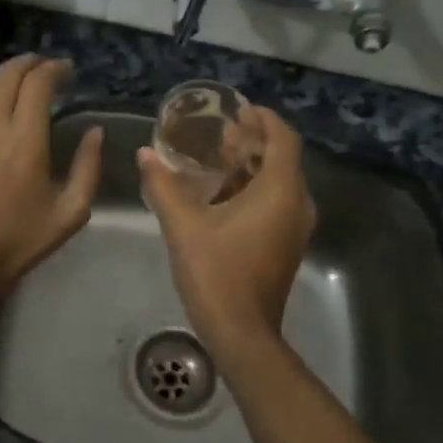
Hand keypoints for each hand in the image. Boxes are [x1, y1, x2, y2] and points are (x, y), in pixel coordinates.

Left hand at [0, 55, 101, 298]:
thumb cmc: (22, 238)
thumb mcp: (71, 211)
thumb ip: (87, 166)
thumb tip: (95, 132)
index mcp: (26, 138)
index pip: (38, 82)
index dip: (55, 68)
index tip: (68, 70)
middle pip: (7, 74)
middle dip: (30, 63)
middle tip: (48, 68)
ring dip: (6, 75)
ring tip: (23, 81)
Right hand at [138, 106, 315, 356]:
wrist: (241, 333)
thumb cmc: (216, 273)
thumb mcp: (183, 226)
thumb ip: (163, 186)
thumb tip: (145, 154)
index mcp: (280, 191)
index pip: (283, 138)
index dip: (264, 119)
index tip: (239, 109)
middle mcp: (296, 204)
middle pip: (282, 158)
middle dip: (254, 141)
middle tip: (221, 132)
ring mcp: (294, 227)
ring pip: (279, 182)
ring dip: (252, 166)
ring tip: (217, 157)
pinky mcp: (286, 245)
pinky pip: (276, 203)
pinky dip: (254, 189)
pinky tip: (221, 194)